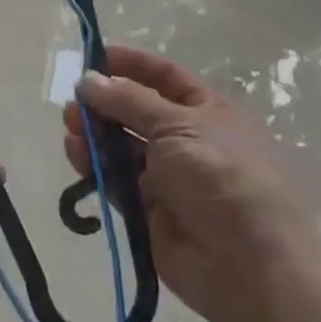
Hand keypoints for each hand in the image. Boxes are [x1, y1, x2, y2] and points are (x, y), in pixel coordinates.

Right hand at [62, 45, 307, 321]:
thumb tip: (88, 79)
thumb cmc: (220, 176)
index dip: (131, 64)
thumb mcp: (177, 125)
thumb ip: (128, 101)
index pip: (164, 77)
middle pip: (137, 111)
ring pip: (122, 145)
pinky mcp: (149, 209)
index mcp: (207, 111)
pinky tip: (75, 152)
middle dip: (105, 102)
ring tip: (70, 124)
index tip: (94, 56)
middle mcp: (187, 139)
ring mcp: (168, 176)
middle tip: (74, 99)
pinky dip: (94, 165)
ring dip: (95, 132)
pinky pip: (115, 179)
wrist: (249, 265)